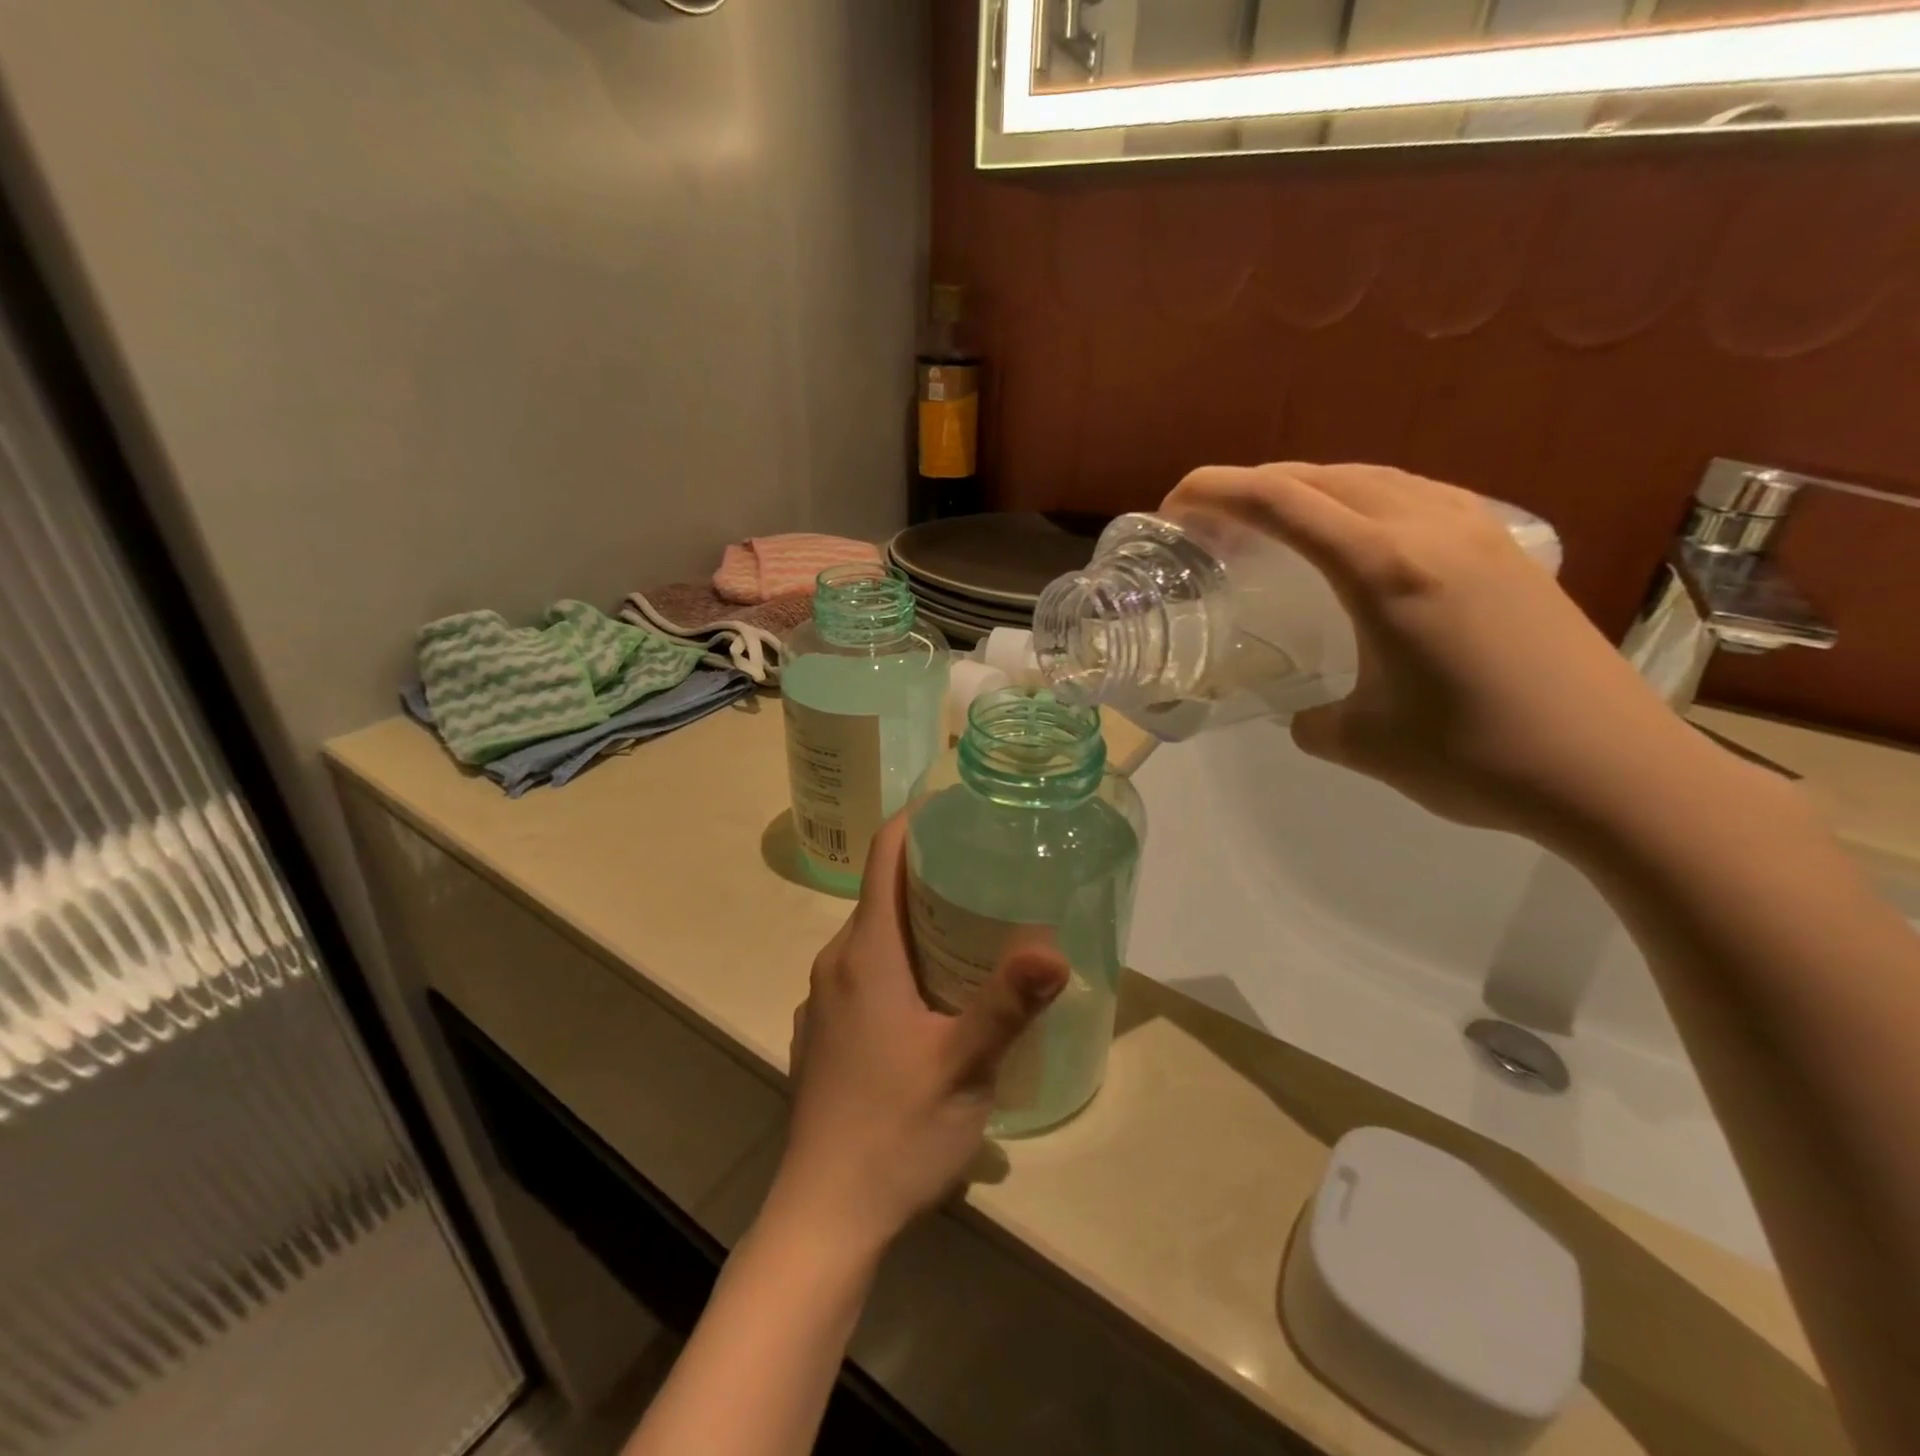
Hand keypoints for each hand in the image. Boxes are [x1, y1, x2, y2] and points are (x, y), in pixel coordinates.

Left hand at [768, 814, 1069, 1257]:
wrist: (824, 1217)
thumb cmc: (895, 1133)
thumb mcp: (965, 1067)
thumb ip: (1007, 1004)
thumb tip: (1054, 949)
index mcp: (864, 955)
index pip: (883, 856)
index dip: (917, 821)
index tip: (961, 810)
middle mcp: (836, 964)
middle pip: (882, 894)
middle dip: (931, 874)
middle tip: (991, 871)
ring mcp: (825, 1000)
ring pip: (874, 937)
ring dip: (918, 922)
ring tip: (975, 927)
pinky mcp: (825, 1033)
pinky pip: (865, 972)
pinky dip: (901, 960)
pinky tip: (937, 994)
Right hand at [1163, 462, 1707, 841]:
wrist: (1615, 772)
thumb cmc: (1476, 757)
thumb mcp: (1361, 743)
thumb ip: (1311, 719)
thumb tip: (1305, 713)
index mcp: (1385, 569)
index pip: (1282, 501)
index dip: (1216, 491)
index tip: (1173, 506)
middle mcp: (1430, 530)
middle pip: (1323, 475)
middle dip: (1255, 484)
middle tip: (1212, 519)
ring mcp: (1478, 532)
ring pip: (1375, 478)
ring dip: (1312, 488)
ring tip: (1275, 522)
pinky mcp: (1508, 550)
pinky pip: (1417, 497)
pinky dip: (1365, 501)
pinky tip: (1359, 537)